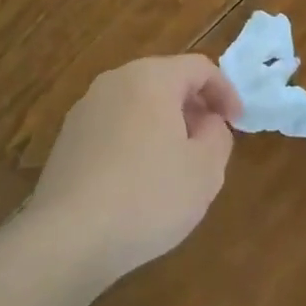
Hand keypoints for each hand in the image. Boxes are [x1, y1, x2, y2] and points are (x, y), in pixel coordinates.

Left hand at [26, 55, 241, 283]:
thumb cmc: (148, 196)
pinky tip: (139, 182)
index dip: (225, 91)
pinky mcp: (67, 139)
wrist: (69, 237)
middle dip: (193, 107)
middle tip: (209, 142)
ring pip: (137, 104)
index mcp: (151, 78)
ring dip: (163, 124)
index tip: (237, 123)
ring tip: (176, 164)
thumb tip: (206, 121)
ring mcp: (85, 109)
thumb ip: (218, 135)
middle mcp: (114, 82)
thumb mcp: (205, 170)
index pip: (198, 67)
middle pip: (164, 81)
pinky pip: (114, 127)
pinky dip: (135, 140)